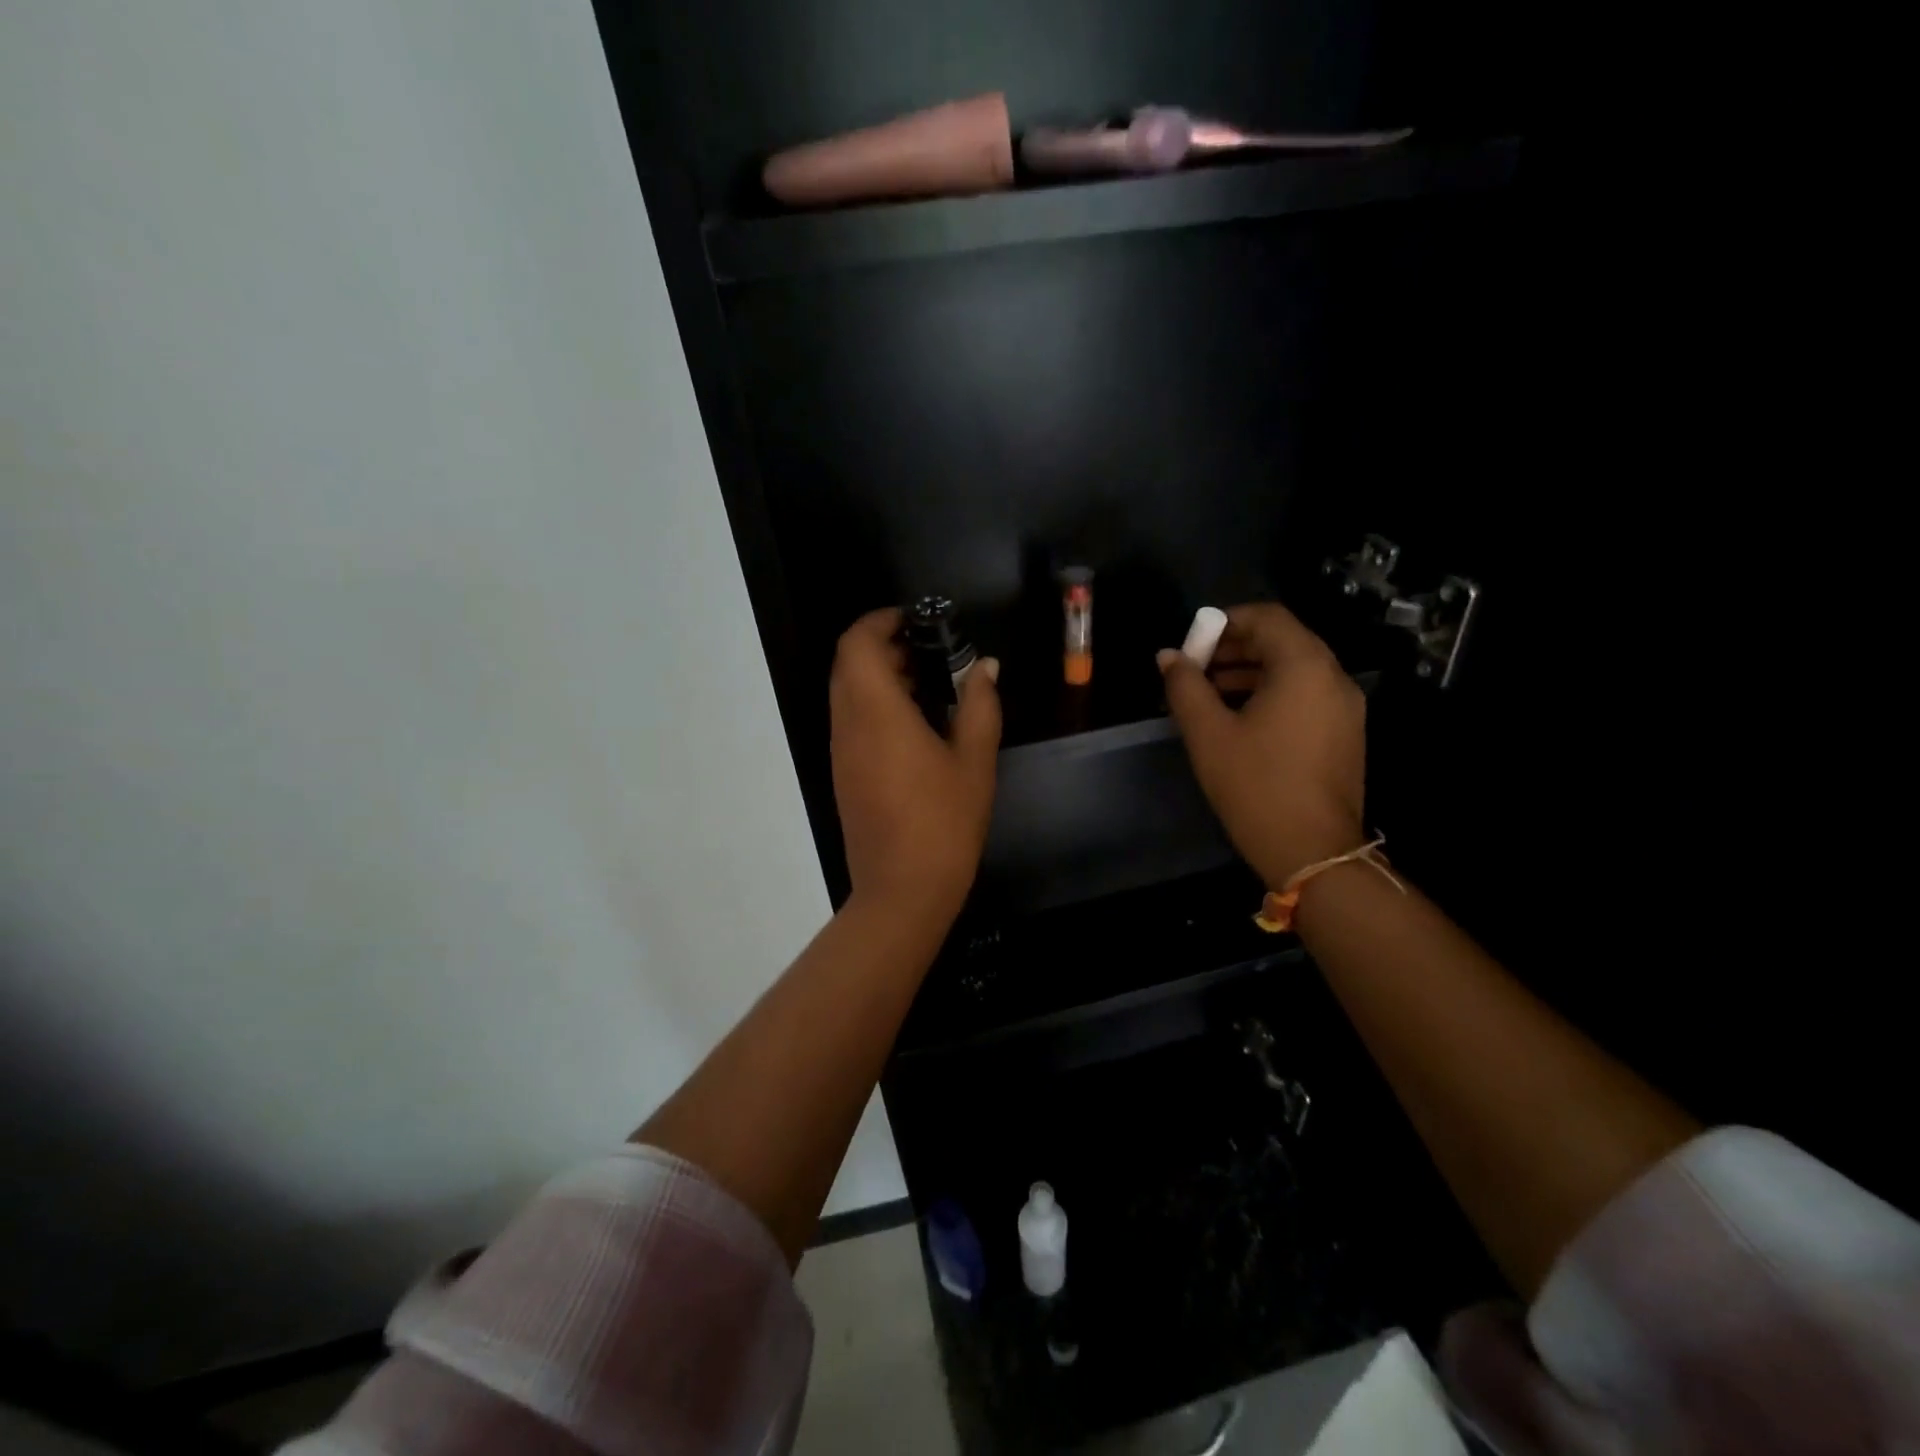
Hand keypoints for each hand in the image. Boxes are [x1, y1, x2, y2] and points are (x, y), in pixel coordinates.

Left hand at [830, 608, 1000, 923]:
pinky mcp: (843, 773)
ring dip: (878, 676)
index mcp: (876, 711)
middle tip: (929, 650)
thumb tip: (985, 667)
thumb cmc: (944, 821)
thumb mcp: (975, 761)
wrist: (902, 889)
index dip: (880, 621)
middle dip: (883, 646)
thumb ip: (980, 706)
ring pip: (846, 692)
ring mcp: (841, 750)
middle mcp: (848, 724)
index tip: (916, 620)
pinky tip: (914, 724)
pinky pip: (850, 720)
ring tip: (928, 684)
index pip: (857, 644)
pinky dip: (874, 705)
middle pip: (848, 664)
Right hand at [1157, 603, 1365, 885]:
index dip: (1225, 621)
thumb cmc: (1256, 785)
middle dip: (1235, 648)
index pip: (1267, 617)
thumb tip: (1168, 656)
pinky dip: (1271, 693)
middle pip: (1283, 641)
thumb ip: (1185, 686)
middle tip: (1194, 668)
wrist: (1313, 851)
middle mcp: (1333, 677)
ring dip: (1250, 672)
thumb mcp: (1208, 733)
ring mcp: (1345, 707)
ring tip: (1208, 695)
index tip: (1192, 643)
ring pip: (1294, 669)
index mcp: (1304, 667)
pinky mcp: (1344, 733)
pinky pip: (1306, 695)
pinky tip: (1239, 720)